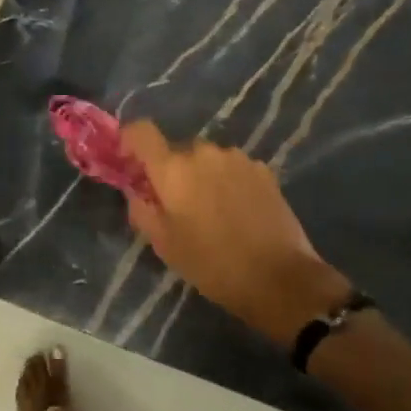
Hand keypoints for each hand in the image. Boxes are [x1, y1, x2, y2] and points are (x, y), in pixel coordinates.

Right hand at [121, 121, 349, 346]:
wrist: (280, 278)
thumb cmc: (213, 265)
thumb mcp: (165, 245)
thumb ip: (142, 210)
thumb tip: (136, 192)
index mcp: (174, 169)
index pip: (141, 132)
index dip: (131, 141)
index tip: (131, 163)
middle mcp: (204, 153)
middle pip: (177, 150)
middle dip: (171, 171)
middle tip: (176, 205)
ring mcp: (237, 158)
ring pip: (207, 159)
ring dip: (202, 176)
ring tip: (212, 212)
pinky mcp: (263, 169)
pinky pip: (232, 168)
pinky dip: (227, 182)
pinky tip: (237, 212)